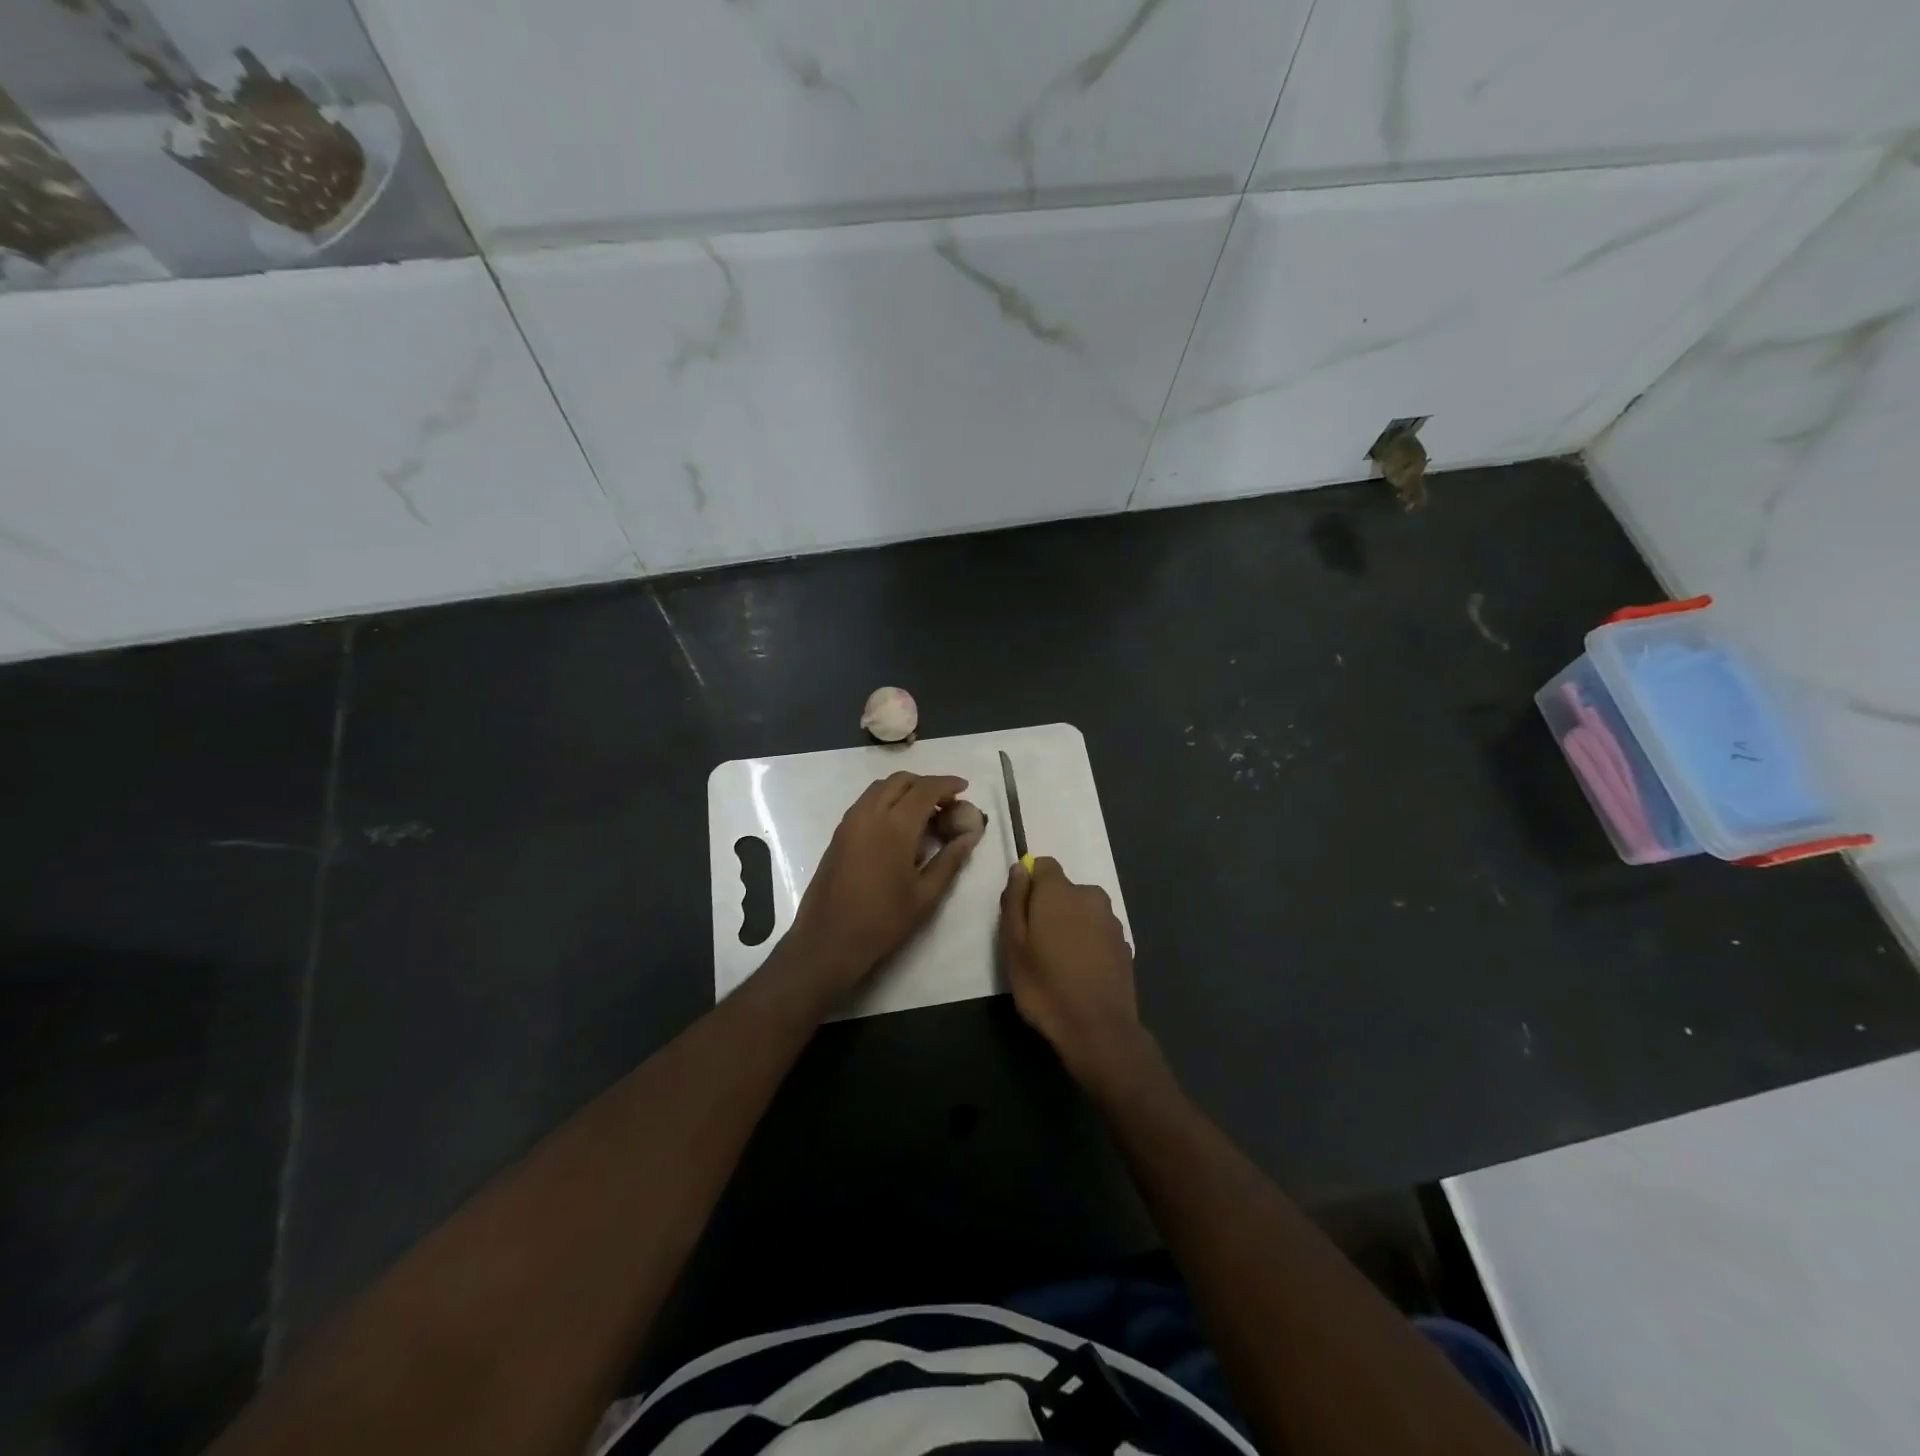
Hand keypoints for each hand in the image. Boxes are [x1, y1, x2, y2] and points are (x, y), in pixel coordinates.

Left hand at [785, 772, 982, 1000]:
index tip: (964, 787)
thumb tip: (971, 834)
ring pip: (880, 788)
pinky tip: (899, 826)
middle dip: (926, 783)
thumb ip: (951, 859)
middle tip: (946, 802)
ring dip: (905, 790)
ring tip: (925, 812)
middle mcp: (870, 814)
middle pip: (900, 780)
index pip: (925, 789)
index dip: (947, 783)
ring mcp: (850, 822)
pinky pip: (866, 802)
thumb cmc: (883, 921)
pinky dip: (887, 800)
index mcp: (895, 826)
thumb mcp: (926, 894)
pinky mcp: (839, 833)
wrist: (829, 940)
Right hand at [998, 857, 1146, 1084]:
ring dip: (1070, 925)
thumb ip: (1014, 901)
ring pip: (1082, 911)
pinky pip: (1097, 932)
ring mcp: (1112, 921)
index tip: (1021, 912)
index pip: (1044, 865)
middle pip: (1064, 889)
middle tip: (1035, 944)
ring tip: (1058, 962)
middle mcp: (1091, 896)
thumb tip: (1020, 869)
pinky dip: (1087, 943)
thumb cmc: (1045, 986)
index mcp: (1061, 891)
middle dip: (1049, 907)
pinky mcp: (1124, 945)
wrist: (1098, 1030)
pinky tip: (1080, 973)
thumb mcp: (1013, 945)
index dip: (1030, 883)